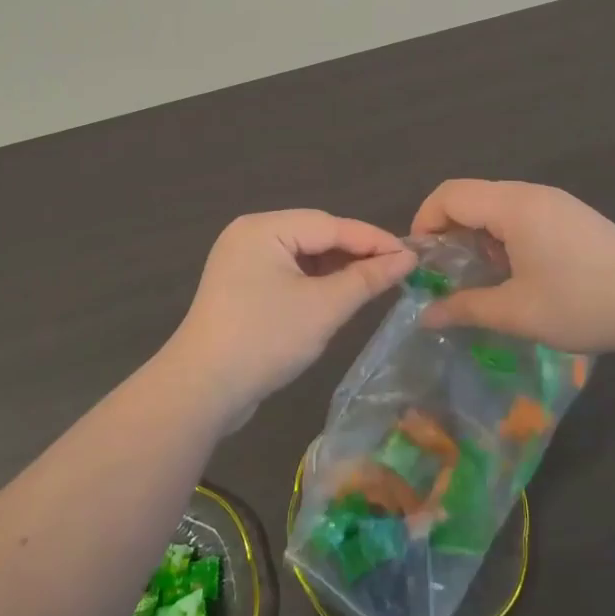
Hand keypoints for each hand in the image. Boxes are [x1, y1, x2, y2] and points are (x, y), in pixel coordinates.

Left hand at [163, 210, 416, 418]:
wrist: (202, 391)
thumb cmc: (265, 339)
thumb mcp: (324, 308)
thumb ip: (366, 279)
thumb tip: (407, 258)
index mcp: (263, 228)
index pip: (330, 224)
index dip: (373, 239)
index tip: (413, 254)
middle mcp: (250, 235)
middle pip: (315, 236)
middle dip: (356, 253)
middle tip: (398, 270)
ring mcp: (242, 262)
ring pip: (303, 256)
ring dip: (337, 270)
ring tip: (375, 284)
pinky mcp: (242, 288)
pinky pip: (288, 274)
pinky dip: (316, 284)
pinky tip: (340, 297)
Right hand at [410, 179, 614, 357]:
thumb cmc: (583, 303)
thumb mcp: (517, 312)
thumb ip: (466, 308)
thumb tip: (425, 315)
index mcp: (513, 206)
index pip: (450, 194)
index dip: (424, 221)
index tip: (421, 261)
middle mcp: (532, 193)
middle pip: (472, 196)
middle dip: (449, 231)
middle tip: (445, 274)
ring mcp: (556, 202)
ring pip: (497, 206)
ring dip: (478, 235)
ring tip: (480, 277)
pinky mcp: (573, 216)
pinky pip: (522, 214)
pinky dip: (503, 236)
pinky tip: (517, 273)